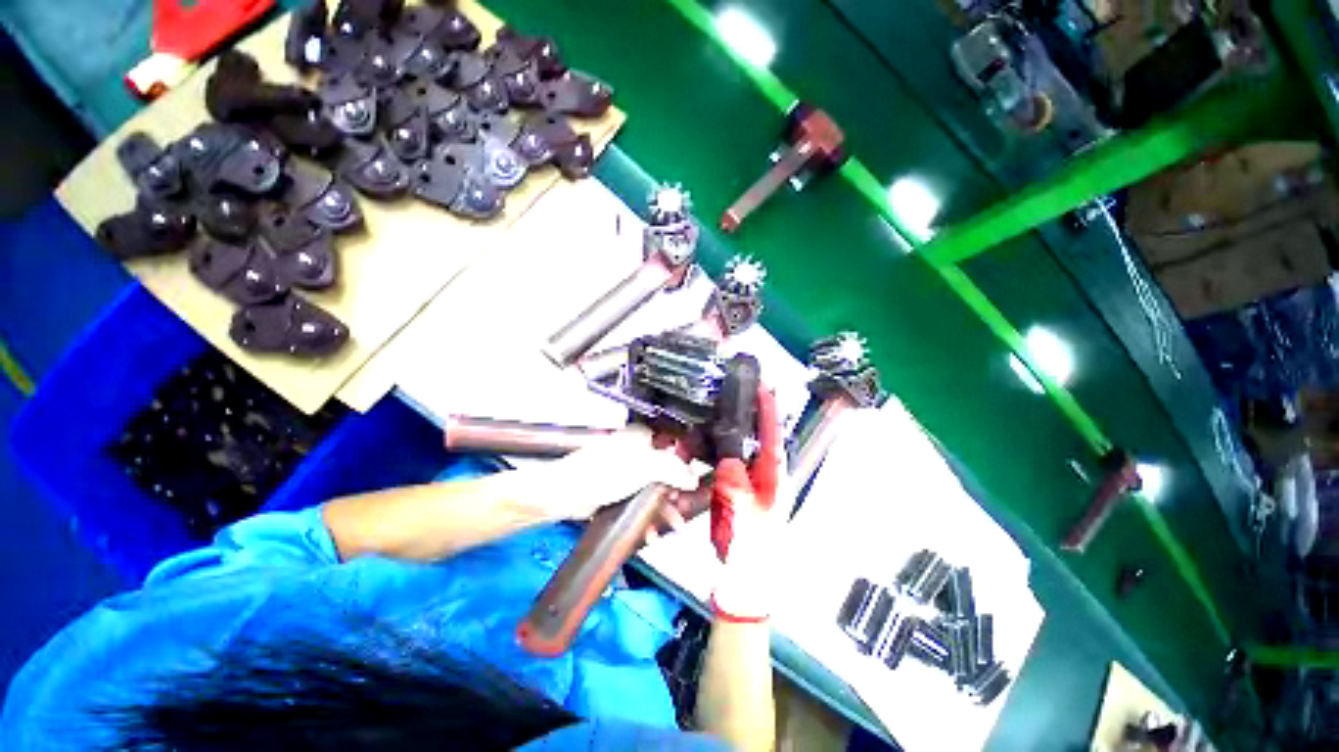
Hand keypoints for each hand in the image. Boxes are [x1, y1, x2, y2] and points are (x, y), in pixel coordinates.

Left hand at [540, 424, 699, 520]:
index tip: (693, 483)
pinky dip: (644, 516)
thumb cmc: (602, 473)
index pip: (671, 446)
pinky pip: (637, 502)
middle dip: (674, 494)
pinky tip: (649, 533)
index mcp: (640, 438)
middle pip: (663, 471)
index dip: (684, 464)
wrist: (563, 494)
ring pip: (651, 489)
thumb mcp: (643, 467)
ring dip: (661, 509)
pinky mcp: (615, 491)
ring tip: (672, 527)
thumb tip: (694, 478)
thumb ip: (672, 470)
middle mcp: (634, 452)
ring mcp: (624, 473)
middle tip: (682, 510)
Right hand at [710, 385, 783, 621]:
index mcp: (775, 481)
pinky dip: (718, 452)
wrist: (743, 583)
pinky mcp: (735, 493)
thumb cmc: (751, 553)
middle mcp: (766, 478)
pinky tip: (705, 445)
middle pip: (759, 439)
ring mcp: (750, 485)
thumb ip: (736, 486)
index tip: (763, 388)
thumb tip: (729, 458)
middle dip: (751, 416)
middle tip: (738, 393)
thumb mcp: (743, 517)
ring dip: (731, 433)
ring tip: (717, 413)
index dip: (770, 412)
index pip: (774, 438)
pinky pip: (727, 465)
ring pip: (741, 450)